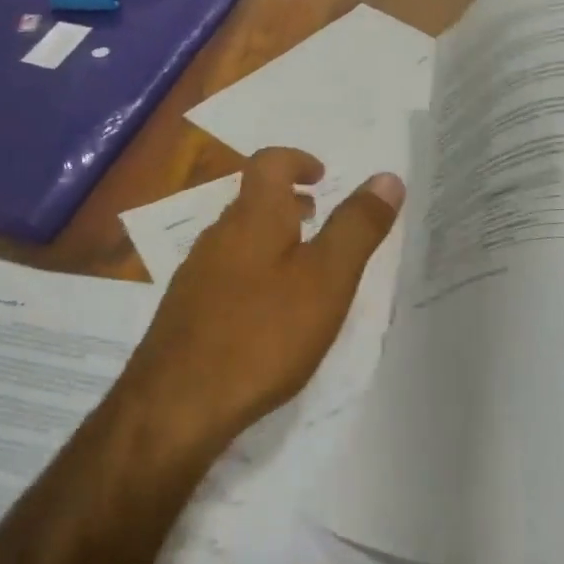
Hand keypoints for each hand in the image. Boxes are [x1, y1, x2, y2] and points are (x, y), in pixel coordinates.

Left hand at [122, 148, 404, 448]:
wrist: (177, 403)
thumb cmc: (263, 334)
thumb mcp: (327, 280)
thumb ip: (356, 228)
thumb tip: (387, 177)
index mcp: (253, 218)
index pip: (269, 163)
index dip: (297, 159)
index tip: (322, 175)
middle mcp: (218, 236)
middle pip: (252, 201)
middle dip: (288, 202)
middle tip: (319, 219)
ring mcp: (195, 274)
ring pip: (238, 240)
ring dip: (271, 240)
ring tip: (302, 268)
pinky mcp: (186, 311)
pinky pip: (226, 274)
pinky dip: (254, 274)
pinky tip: (267, 315)